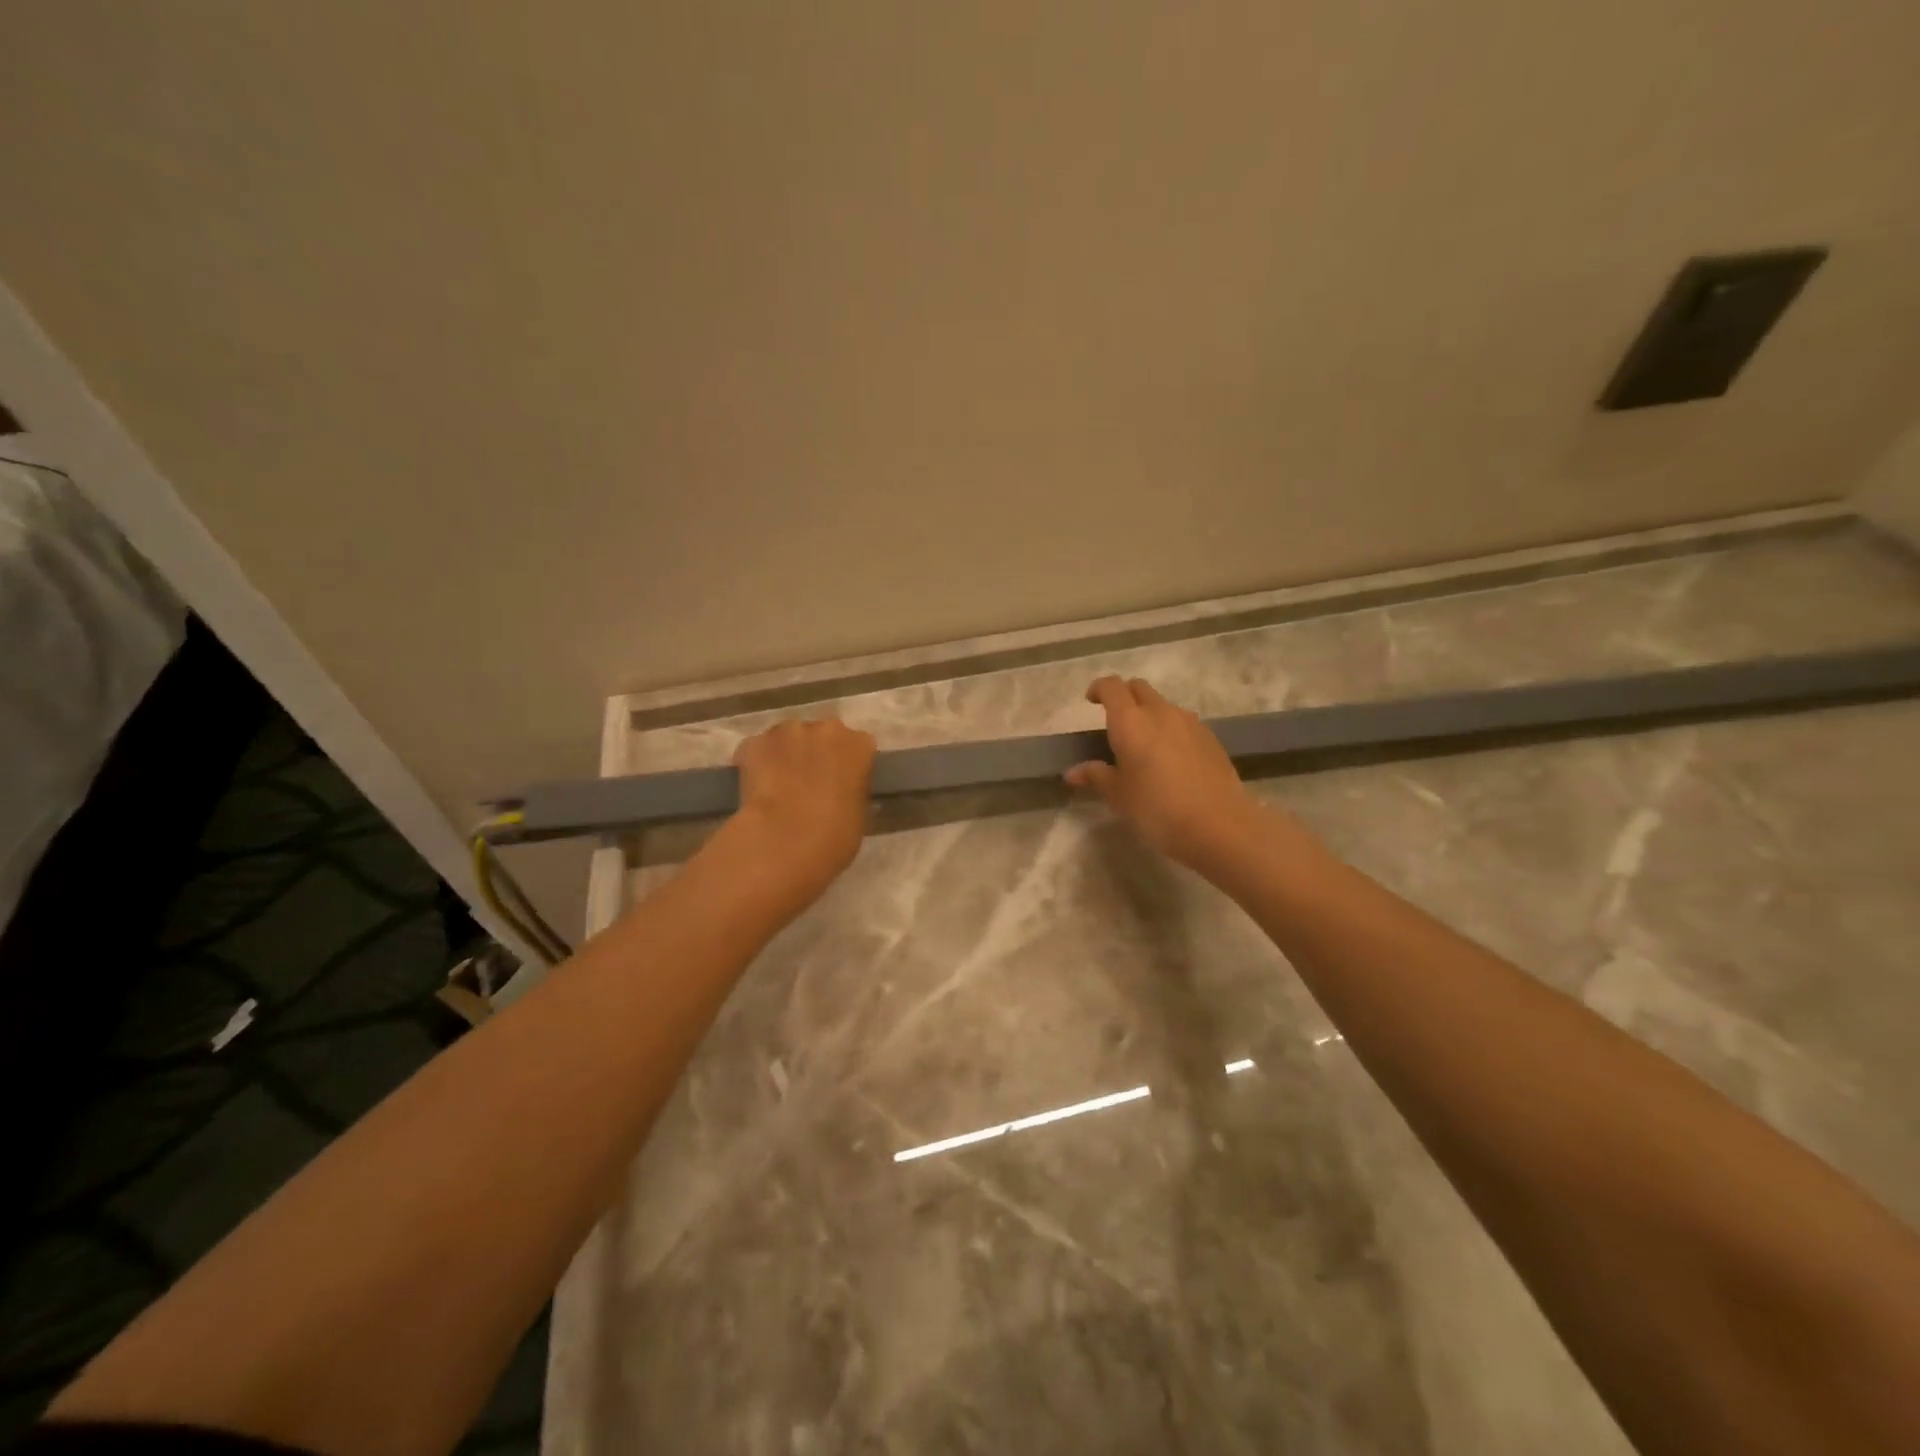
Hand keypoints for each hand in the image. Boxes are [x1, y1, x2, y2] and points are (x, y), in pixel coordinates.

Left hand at [729, 717, 877, 904]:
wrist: (785, 842)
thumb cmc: (835, 836)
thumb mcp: (859, 812)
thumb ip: (851, 789)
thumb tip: (838, 790)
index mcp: (859, 745)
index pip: (857, 746)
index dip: (846, 765)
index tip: (839, 783)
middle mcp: (826, 729)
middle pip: (822, 735)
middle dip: (815, 753)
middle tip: (808, 783)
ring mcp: (787, 732)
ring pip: (787, 738)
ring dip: (786, 755)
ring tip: (779, 786)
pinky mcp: (754, 742)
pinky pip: (758, 750)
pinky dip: (756, 764)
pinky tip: (754, 789)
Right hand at [1066, 676, 1260, 870]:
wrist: (1219, 824)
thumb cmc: (1157, 808)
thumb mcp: (1119, 796)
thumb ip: (1096, 776)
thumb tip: (1073, 772)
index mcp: (1130, 721)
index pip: (1112, 687)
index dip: (1099, 689)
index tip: (1090, 701)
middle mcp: (1160, 712)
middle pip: (1139, 688)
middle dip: (1124, 696)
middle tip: (1114, 721)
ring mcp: (1190, 723)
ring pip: (1163, 705)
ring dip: (1149, 714)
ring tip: (1144, 744)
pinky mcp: (1210, 738)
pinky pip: (1183, 723)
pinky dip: (1170, 730)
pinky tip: (1170, 760)